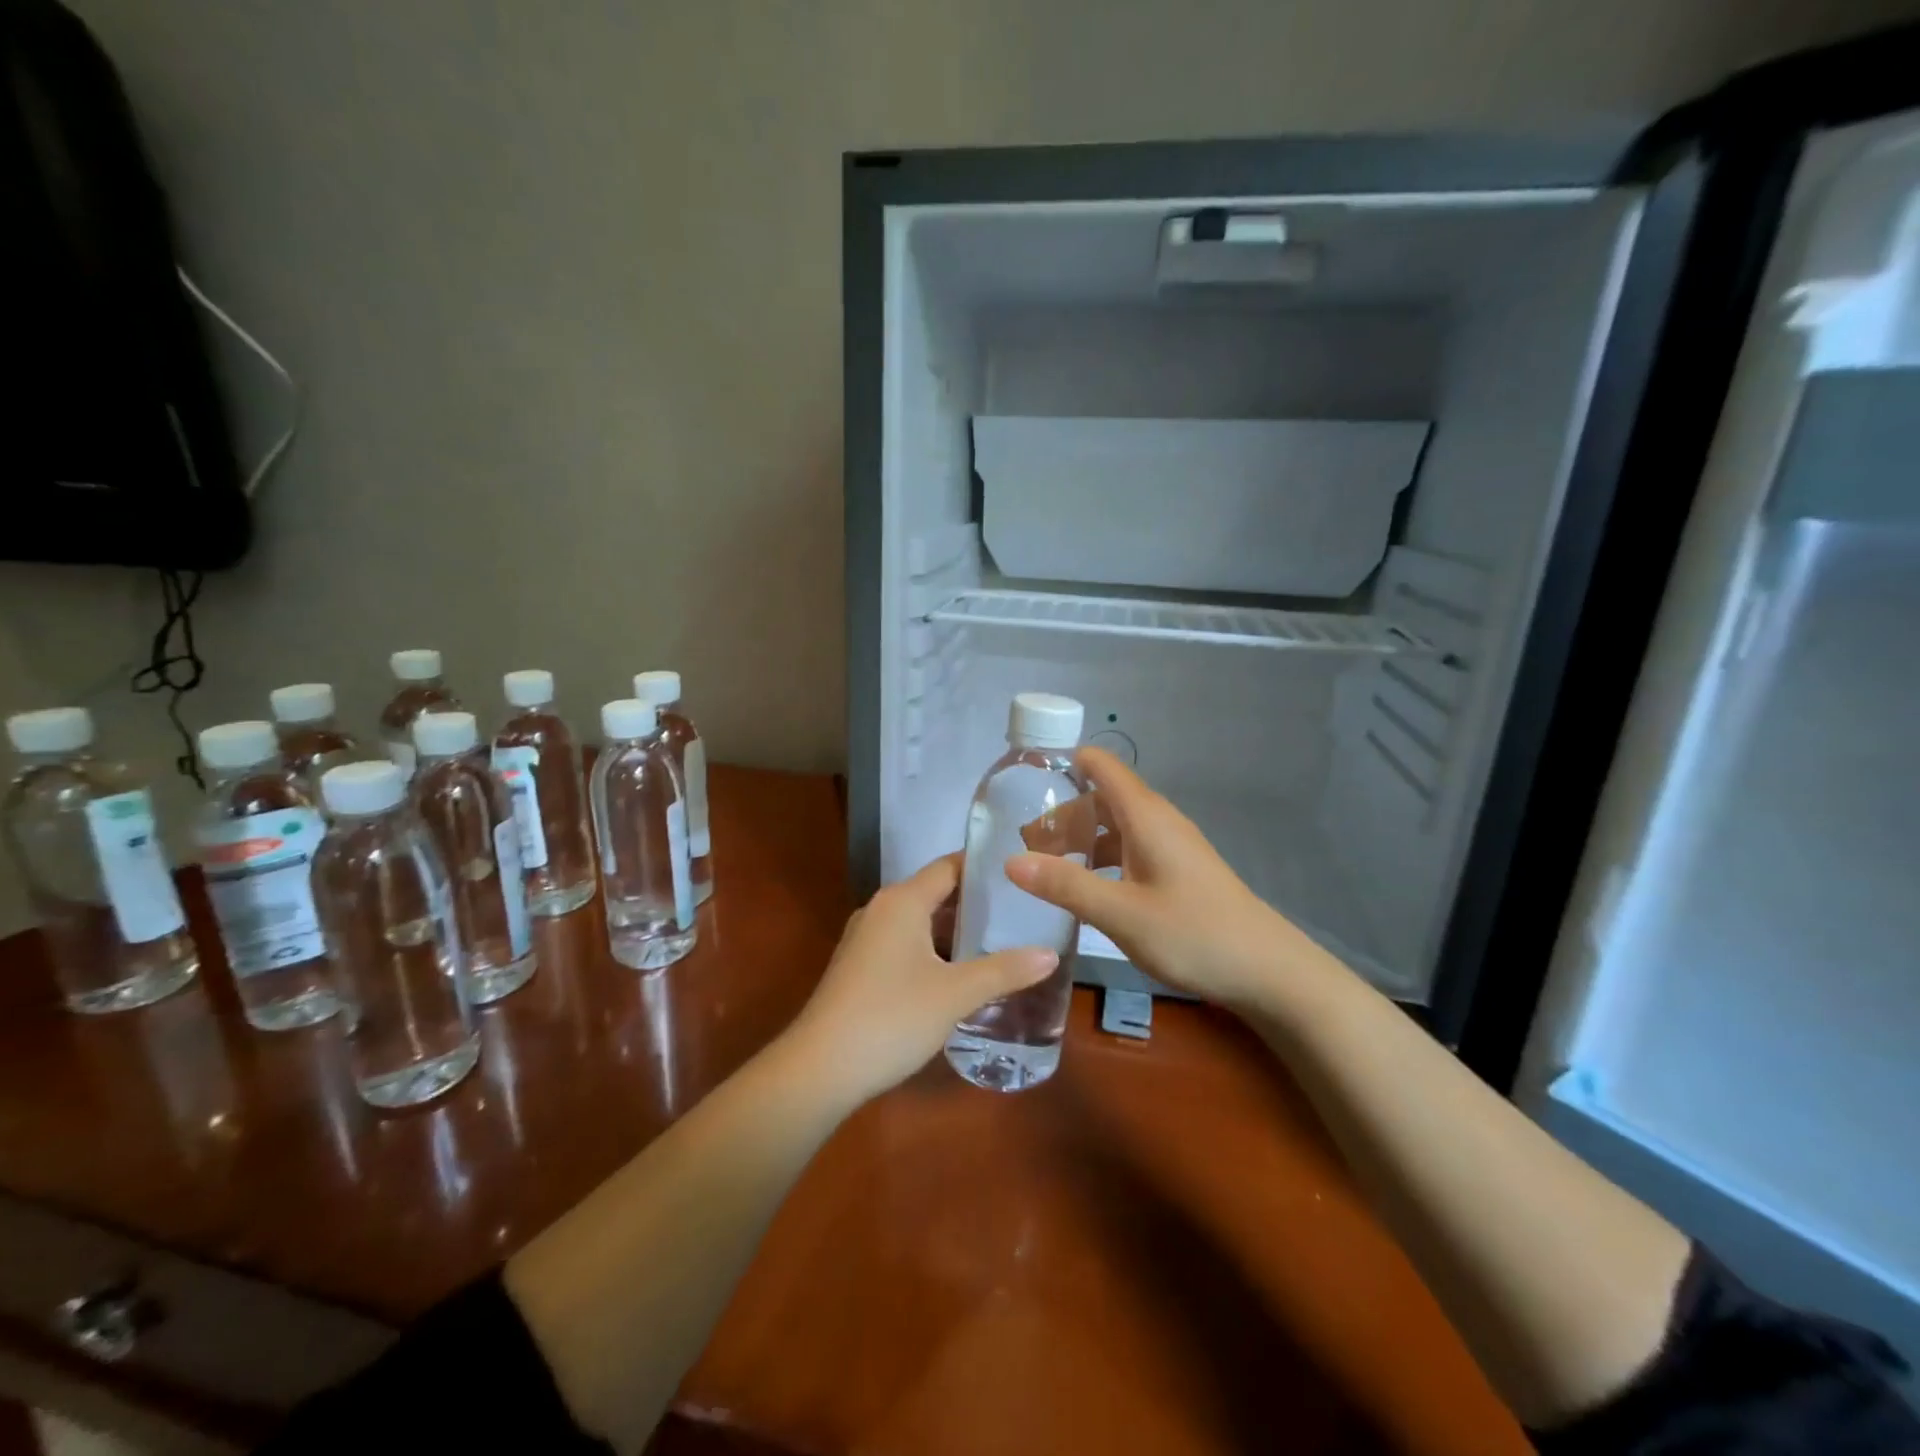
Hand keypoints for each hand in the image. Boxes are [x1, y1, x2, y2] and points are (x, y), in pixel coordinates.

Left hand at [784, 854, 1057, 1106]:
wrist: (820, 1068)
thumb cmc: (891, 1018)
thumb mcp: (955, 994)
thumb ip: (1004, 970)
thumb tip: (1051, 954)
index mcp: (902, 901)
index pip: (949, 866)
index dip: (984, 867)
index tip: (1022, 872)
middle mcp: (881, 909)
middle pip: (935, 892)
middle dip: (976, 902)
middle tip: (1022, 910)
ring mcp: (866, 939)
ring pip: (920, 921)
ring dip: (955, 929)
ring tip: (1001, 939)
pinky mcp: (860, 966)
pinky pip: (905, 944)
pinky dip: (934, 949)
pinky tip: (961, 972)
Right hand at [1006, 747, 1330, 1014]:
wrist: (1267, 971)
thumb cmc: (1194, 934)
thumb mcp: (1121, 913)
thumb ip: (1066, 885)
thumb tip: (1011, 861)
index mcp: (1145, 816)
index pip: (1100, 765)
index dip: (1063, 763)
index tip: (1023, 782)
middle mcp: (1158, 820)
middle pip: (1102, 797)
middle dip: (1063, 812)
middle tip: (1025, 843)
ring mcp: (1171, 846)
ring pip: (1115, 825)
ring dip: (1081, 838)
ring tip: (1046, 867)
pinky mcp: (1178, 870)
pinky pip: (1130, 848)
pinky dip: (1102, 858)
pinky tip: (1087, 889)